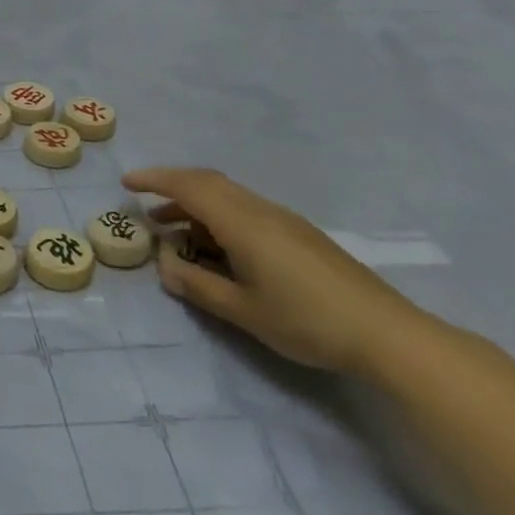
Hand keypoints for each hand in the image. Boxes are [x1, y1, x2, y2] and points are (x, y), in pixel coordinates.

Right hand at [122, 167, 421, 374]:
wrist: (387, 334)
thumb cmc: (307, 321)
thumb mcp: (243, 311)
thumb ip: (198, 286)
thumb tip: (165, 265)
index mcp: (243, 223)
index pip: (189, 186)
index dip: (155, 180)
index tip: (127, 184)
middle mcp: (261, 210)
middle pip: (209, 183)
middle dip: (172, 189)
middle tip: (144, 208)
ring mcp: (284, 220)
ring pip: (229, 196)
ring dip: (196, 205)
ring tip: (174, 233)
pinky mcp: (299, 234)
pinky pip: (246, 210)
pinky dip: (218, 217)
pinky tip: (217, 247)